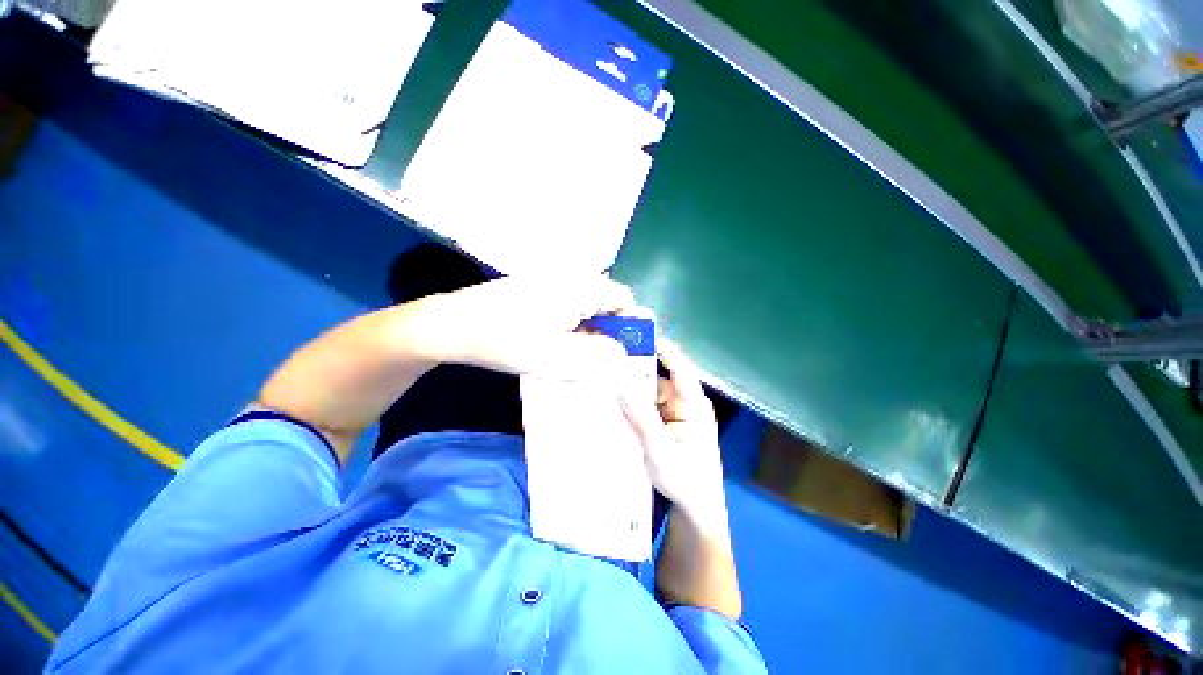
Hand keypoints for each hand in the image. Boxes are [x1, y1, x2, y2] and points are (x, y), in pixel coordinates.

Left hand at [431, 275, 636, 379]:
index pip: (623, 298)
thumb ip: (598, 354)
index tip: (626, 349)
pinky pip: (567, 302)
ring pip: (586, 303)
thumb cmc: (510, 341)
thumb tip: (623, 353)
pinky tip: (559, 340)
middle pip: (605, 300)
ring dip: (591, 327)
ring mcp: (551, 280)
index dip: (631, 323)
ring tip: (581, 353)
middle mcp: (571, 277)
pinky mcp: (537, 286)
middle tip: (603, 357)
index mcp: (581, 288)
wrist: (455, 325)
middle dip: (610, 328)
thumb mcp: (559, 355)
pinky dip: (573, 322)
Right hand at [620, 340, 726, 522]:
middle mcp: (684, 403)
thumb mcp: (661, 450)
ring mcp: (673, 414)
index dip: (662, 348)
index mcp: (694, 405)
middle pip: (659, 378)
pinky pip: (646, 407)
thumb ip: (641, 418)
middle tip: (609, 357)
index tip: (639, 333)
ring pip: (649, 392)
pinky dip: (631, 403)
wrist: (695, 509)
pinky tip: (611, 401)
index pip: (679, 368)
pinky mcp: (664, 424)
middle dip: (636, 369)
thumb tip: (620, 385)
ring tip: (604, 377)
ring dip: (631, 387)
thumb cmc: (686, 480)